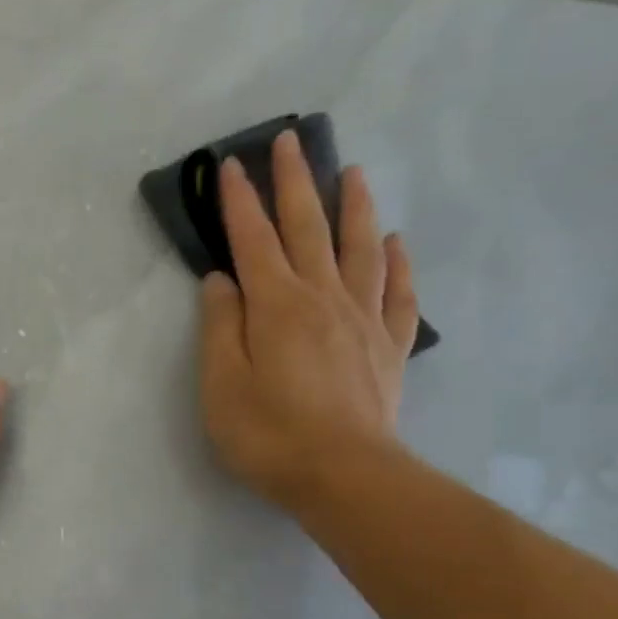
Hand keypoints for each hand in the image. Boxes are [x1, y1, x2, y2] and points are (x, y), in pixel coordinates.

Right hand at [199, 130, 419, 516]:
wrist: (345, 477)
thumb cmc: (269, 434)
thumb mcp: (222, 385)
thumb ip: (220, 327)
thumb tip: (221, 280)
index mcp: (276, 305)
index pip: (252, 239)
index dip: (239, 201)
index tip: (230, 164)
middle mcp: (322, 298)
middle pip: (308, 228)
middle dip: (295, 182)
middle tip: (290, 141)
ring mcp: (362, 320)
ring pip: (360, 248)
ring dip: (354, 206)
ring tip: (354, 171)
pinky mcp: (388, 347)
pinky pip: (397, 293)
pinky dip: (397, 263)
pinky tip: (395, 243)